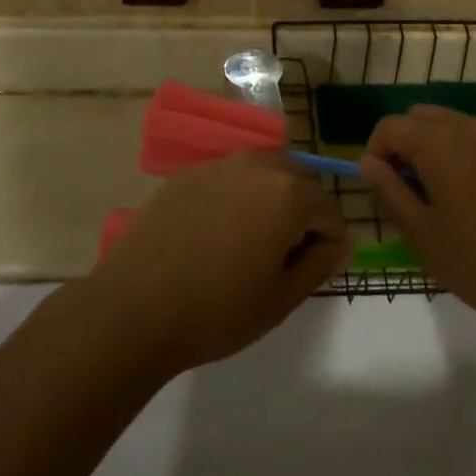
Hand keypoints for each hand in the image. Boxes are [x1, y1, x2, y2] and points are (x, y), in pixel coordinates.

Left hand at [89, 154, 346, 374]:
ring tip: (250, 243)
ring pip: (264, 172)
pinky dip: (236, 197)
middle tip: (282, 257)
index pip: (331, 210)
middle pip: (300, 180)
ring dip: (271, 199)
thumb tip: (341, 241)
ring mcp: (219, 165)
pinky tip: (213, 235)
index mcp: (288, 193)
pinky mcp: (188, 173)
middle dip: (303, 212)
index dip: (328, 243)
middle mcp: (258, 165)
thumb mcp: (281, 299)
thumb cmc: (216, 310)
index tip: (308, 272)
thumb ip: (320, 264)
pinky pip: (229, 178)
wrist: (134, 307)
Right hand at [359, 106, 475, 336]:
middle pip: (419, 117)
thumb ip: (388, 190)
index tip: (381, 188)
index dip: (376, 152)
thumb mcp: (421, 233)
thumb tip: (368, 162)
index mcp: (437, 142)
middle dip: (404, 144)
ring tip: (439, 194)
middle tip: (407, 190)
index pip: (390, 126)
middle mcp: (467, 126)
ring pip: (450, 123)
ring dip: (432, 145)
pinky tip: (473, 196)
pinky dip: (462, 152)